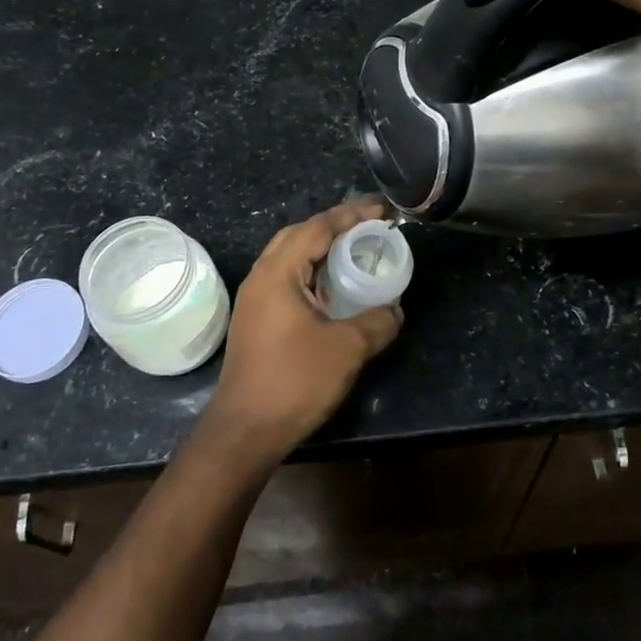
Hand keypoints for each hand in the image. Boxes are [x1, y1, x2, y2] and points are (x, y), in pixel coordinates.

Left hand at [198, 200, 403, 468]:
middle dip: (335, 225)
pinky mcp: (256, 320)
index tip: (382, 209)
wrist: (245, 431)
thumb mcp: (347, 349)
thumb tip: (395, 310)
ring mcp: (255, 300)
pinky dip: (312, 272)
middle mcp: (261, 278)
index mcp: (278, 273)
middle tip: (370, 226)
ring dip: (321, 249)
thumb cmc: (294, 381)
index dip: (351, 215)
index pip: (317, 228)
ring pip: (290, 257)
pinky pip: (287, 279)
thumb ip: (377, 322)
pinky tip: (334, 287)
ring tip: (356, 250)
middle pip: (299, 235)